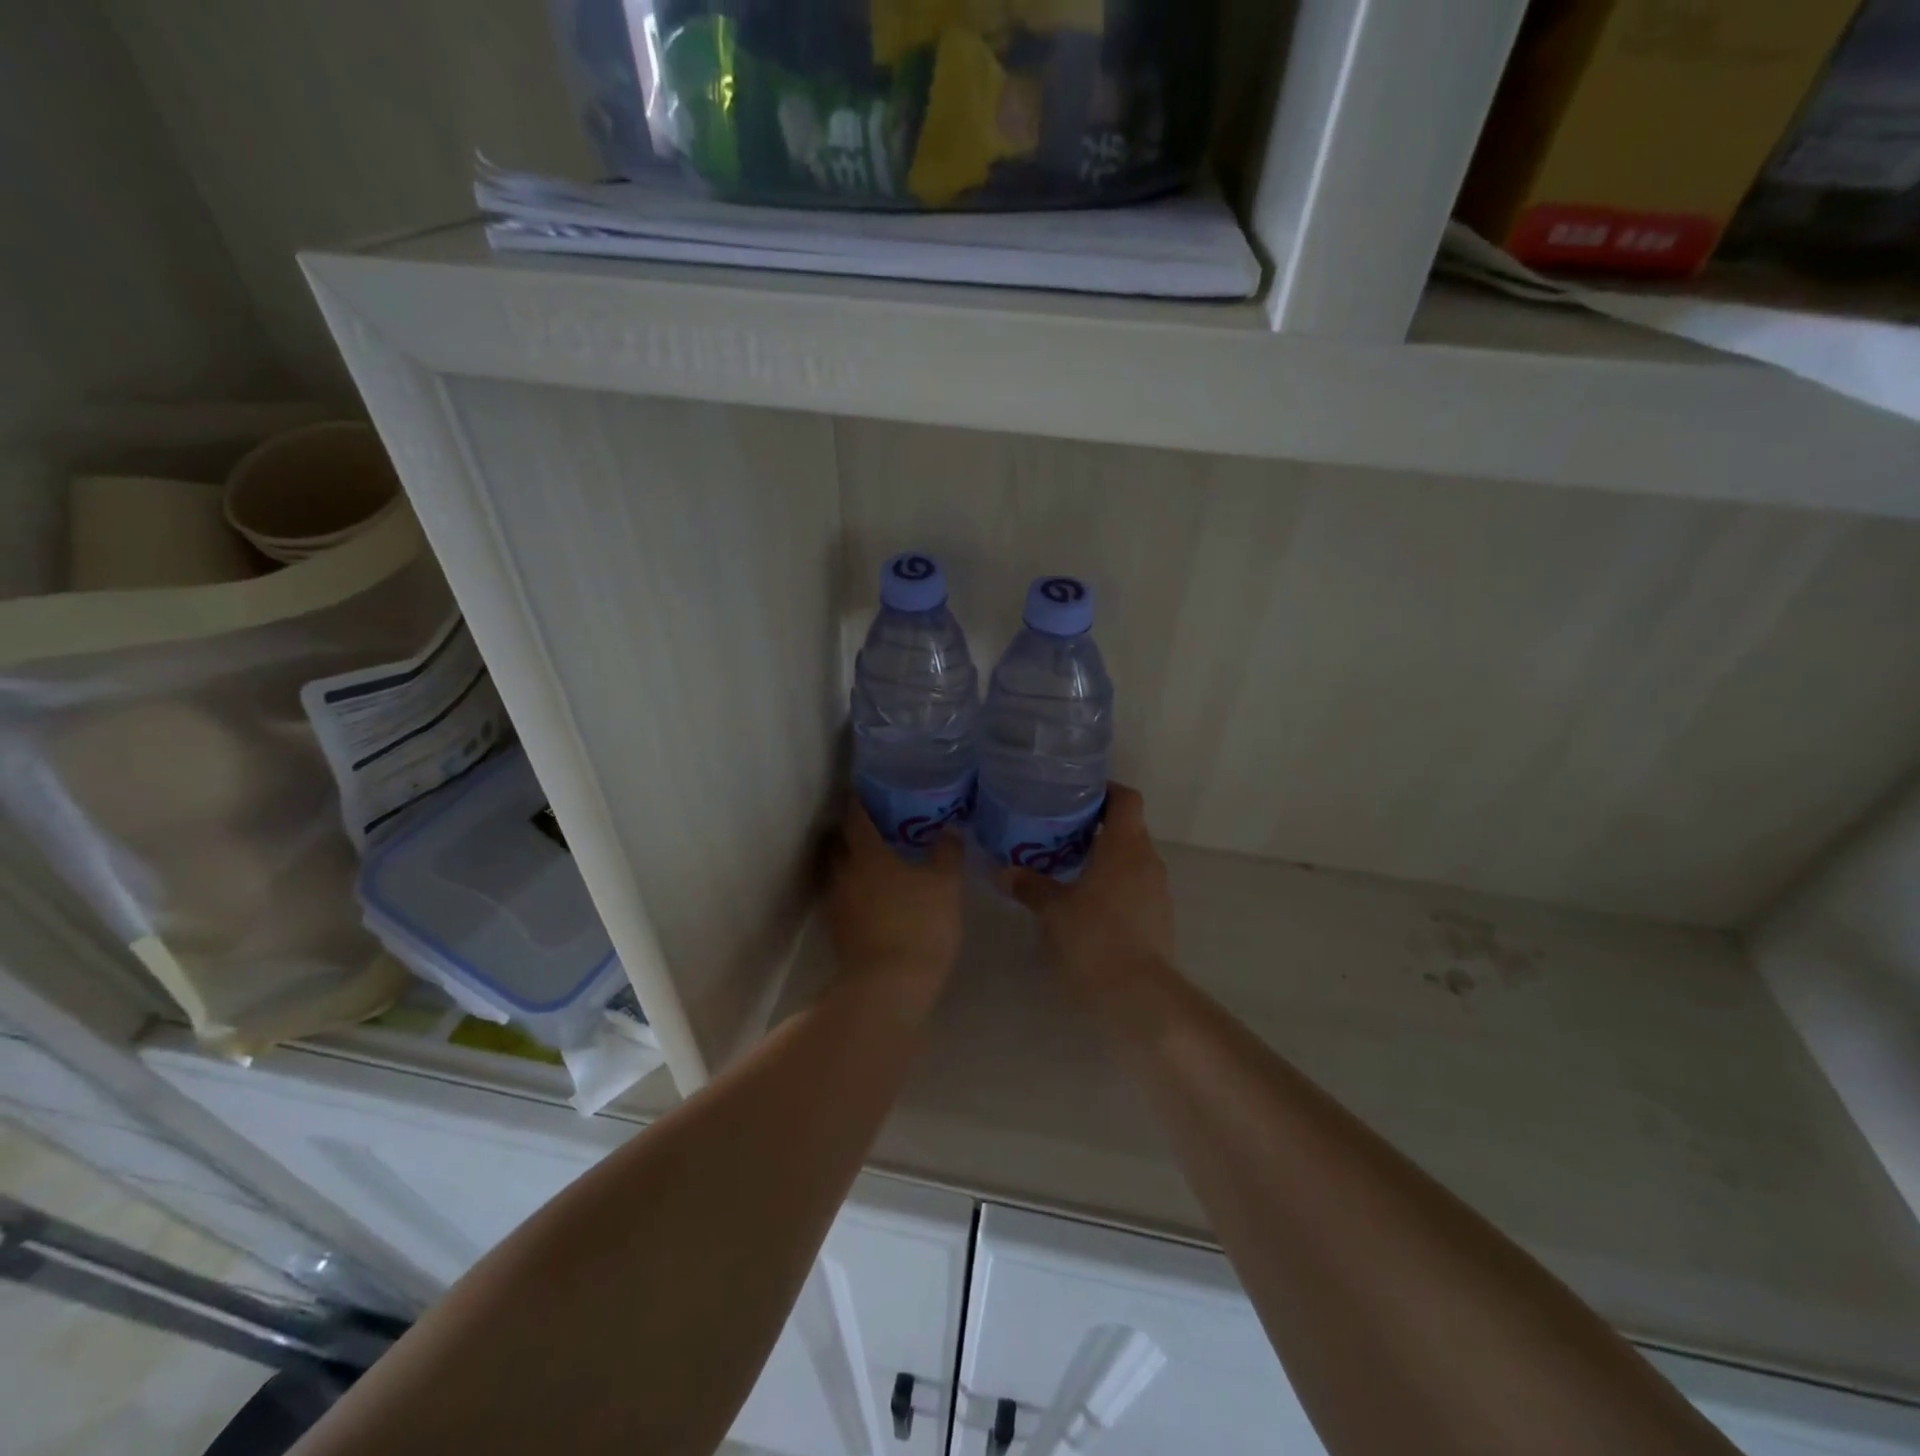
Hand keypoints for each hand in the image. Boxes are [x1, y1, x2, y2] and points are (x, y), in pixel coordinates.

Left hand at [828, 796, 963, 1024]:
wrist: (889, 986)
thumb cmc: (919, 924)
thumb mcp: (946, 885)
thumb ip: (948, 853)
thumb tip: (950, 828)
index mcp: (867, 854)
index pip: (856, 817)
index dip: (859, 801)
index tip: (864, 790)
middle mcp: (845, 874)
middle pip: (840, 843)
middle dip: (853, 832)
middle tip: (876, 826)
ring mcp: (838, 905)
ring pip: (840, 873)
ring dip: (853, 864)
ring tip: (878, 862)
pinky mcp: (840, 932)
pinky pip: (846, 899)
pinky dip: (857, 891)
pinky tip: (878, 897)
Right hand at [1004, 784, 1175, 993]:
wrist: (1140, 996)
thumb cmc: (1095, 939)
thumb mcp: (1053, 911)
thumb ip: (1030, 886)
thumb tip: (1005, 871)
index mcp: (1125, 846)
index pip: (1126, 799)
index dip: (1105, 790)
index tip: (1077, 793)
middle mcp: (1147, 860)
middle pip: (1128, 827)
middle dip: (1097, 825)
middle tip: (1059, 829)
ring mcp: (1157, 890)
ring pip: (1131, 858)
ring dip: (1104, 856)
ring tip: (1068, 864)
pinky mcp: (1158, 917)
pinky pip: (1135, 884)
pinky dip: (1113, 882)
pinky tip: (1086, 900)